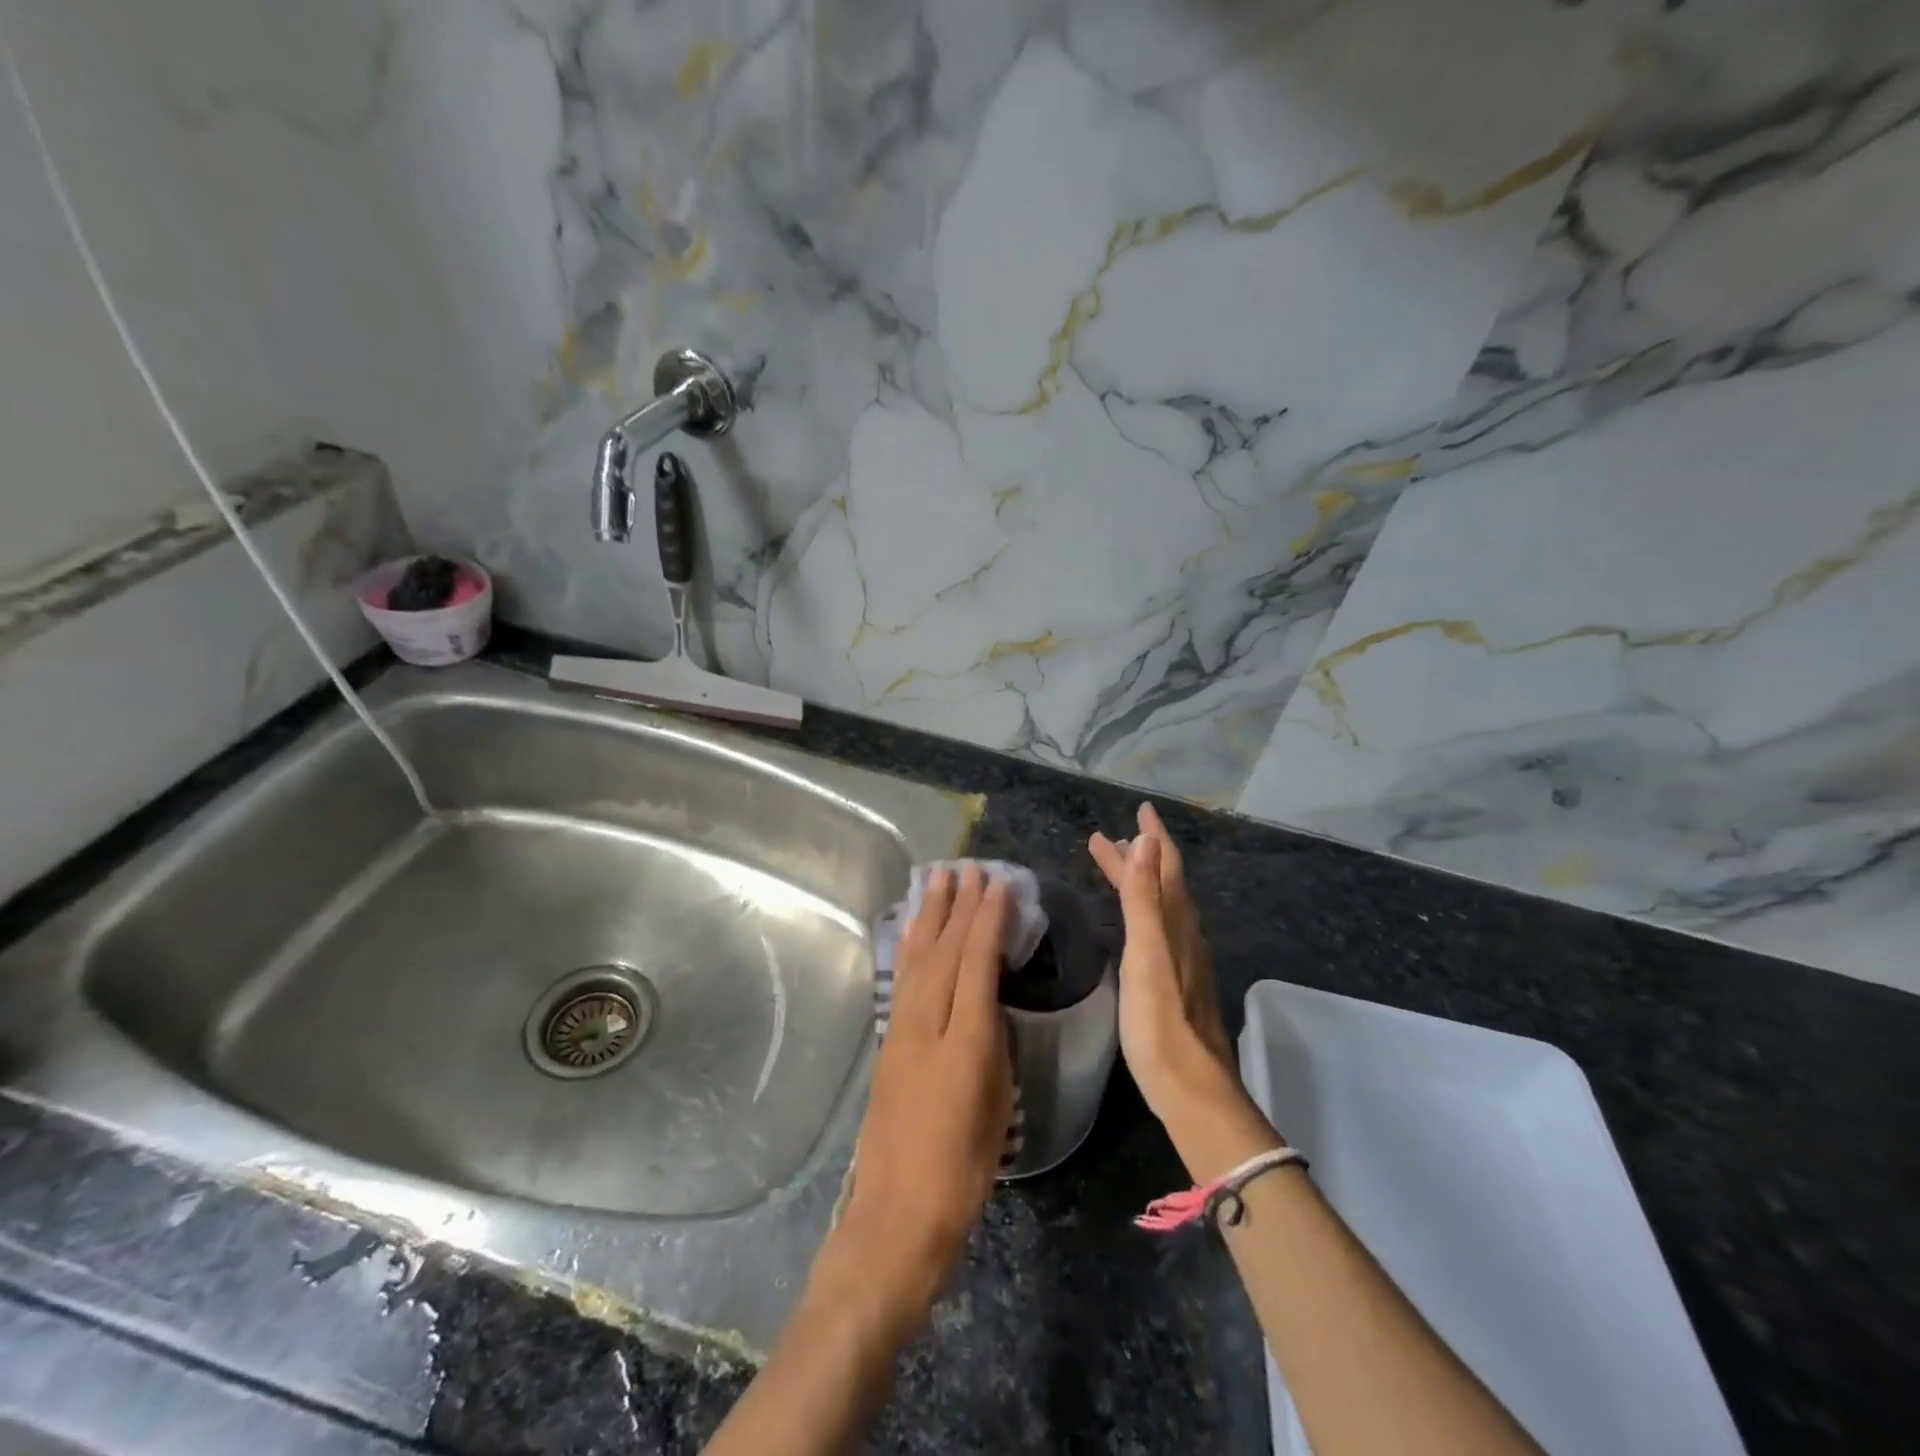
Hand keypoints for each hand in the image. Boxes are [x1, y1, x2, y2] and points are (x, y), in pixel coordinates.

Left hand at [838, 866, 1012, 1322]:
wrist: (897, 1212)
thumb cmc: (961, 1170)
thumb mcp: (997, 1106)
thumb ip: (993, 1045)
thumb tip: (989, 1005)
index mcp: (964, 1042)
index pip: (976, 964)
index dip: (988, 921)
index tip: (998, 886)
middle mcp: (927, 1025)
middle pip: (944, 951)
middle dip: (958, 906)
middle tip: (969, 868)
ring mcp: (901, 1031)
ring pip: (917, 958)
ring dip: (929, 915)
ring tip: (938, 879)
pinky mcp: (887, 1042)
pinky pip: (902, 979)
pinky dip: (910, 946)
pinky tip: (912, 929)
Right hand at [1090, 803, 1280, 1180]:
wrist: (1190, 1085)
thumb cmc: (1159, 1019)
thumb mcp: (1146, 952)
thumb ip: (1144, 897)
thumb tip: (1147, 841)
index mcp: (1175, 921)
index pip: (1166, 865)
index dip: (1154, 837)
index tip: (1142, 809)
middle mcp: (1183, 933)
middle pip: (1161, 882)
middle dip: (1137, 857)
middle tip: (1108, 838)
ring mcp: (1182, 959)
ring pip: (1160, 905)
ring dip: (1139, 881)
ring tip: (1118, 868)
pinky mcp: (1175, 981)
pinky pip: (1158, 927)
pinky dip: (1142, 909)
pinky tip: (1135, 923)